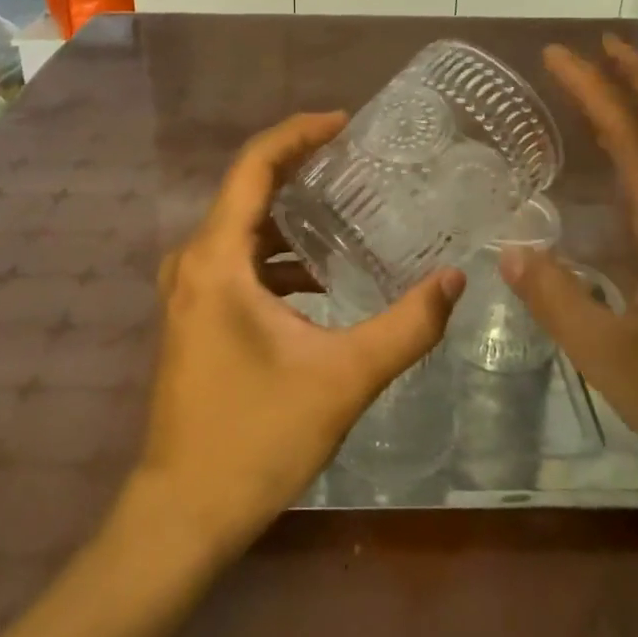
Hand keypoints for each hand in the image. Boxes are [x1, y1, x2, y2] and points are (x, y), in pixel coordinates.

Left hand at [132, 112, 464, 560]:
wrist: (182, 514)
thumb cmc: (256, 439)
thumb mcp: (343, 379)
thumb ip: (406, 327)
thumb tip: (455, 280)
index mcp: (216, 260)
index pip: (254, 166)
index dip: (298, 134)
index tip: (344, 121)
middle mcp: (193, 263)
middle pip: (249, 190)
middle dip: (302, 168)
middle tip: (359, 160)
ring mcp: (189, 291)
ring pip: (244, 228)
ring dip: (293, 215)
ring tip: (350, 208)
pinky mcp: (196, 316)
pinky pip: (239, 261)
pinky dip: (280, 255)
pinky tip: (323, 276)